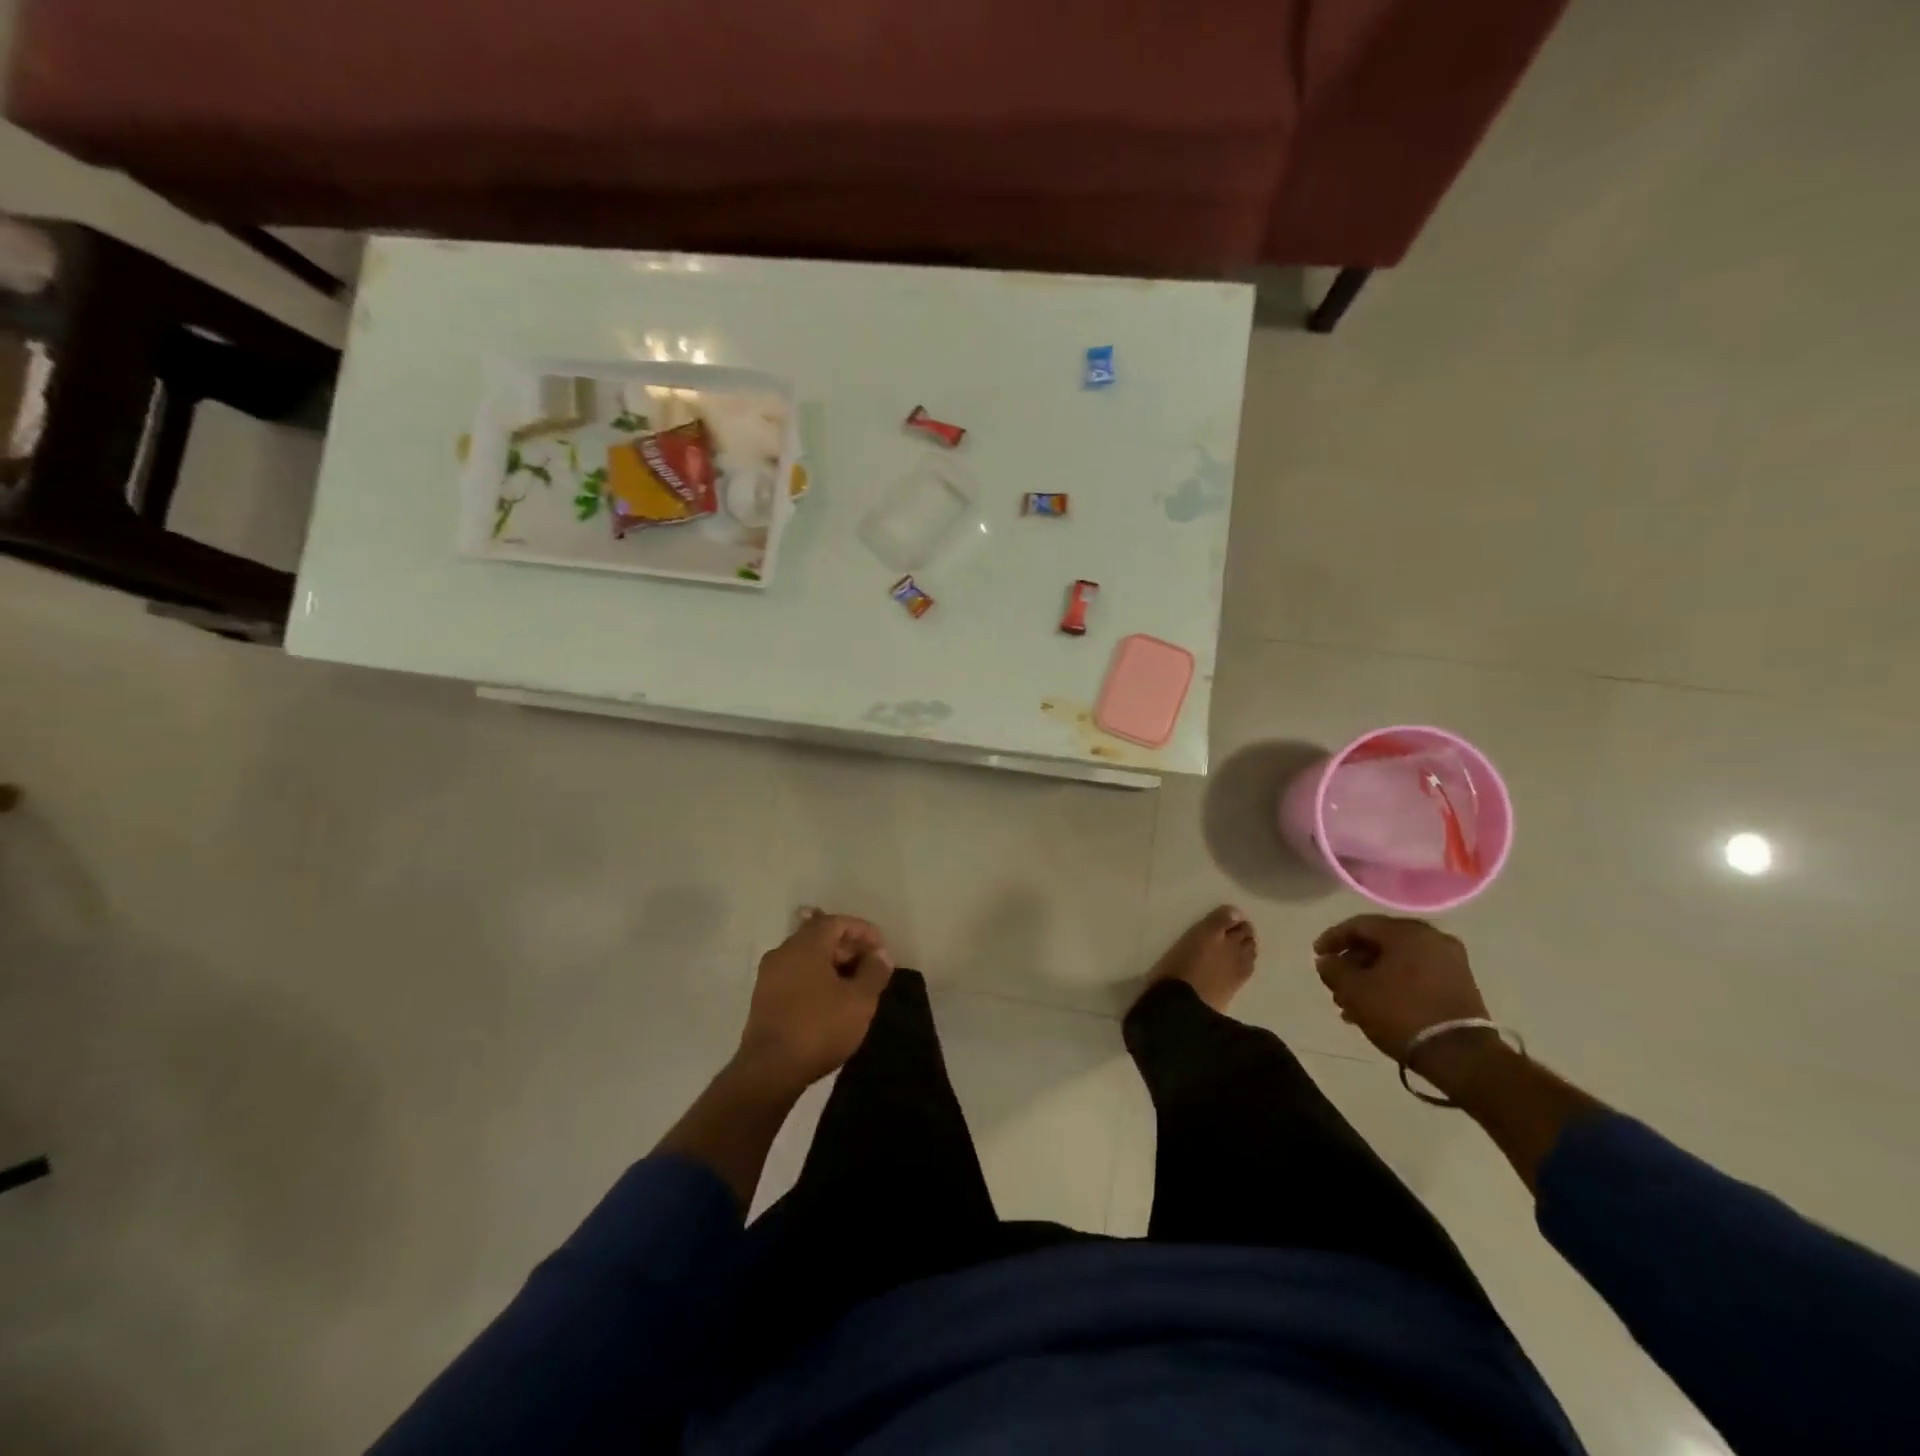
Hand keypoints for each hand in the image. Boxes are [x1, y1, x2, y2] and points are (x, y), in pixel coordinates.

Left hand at [735, 911, 892, 1091]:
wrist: (769, 1070)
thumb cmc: (819, 1028)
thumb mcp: (859, 1001)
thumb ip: (874, 972)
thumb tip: (881, 954)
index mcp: (806, 944)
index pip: (836, 922)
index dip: (862, 930)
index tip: (881, 947)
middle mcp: (783, 952)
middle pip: (819, 936)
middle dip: (847, 947)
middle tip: (870, 966)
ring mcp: (769, 975)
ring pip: (806, 957)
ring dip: (831, 964)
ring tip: (854, 984)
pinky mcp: (762, 998)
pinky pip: (794, 975)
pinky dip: (815, 978)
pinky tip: (830, 1000)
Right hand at [1313, 915, 1490, 1064]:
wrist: (1460, 1056)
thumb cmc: (1400, 1013)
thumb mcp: (1354, 990)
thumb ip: (1334, 969)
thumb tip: (1327, 961)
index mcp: (1407, 932)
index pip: (1360, 924)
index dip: (1333, 938)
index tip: (1317, 955)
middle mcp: (1432, 939)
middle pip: (1380, 942)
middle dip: (1353, 962)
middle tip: (1335, 981)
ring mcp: (1451, 963)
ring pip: (1398, 962)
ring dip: (1372, 977)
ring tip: (1351, 1003)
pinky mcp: (1460, 986)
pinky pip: (1417, 976)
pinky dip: (1394, 985)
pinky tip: (1377, 1008)